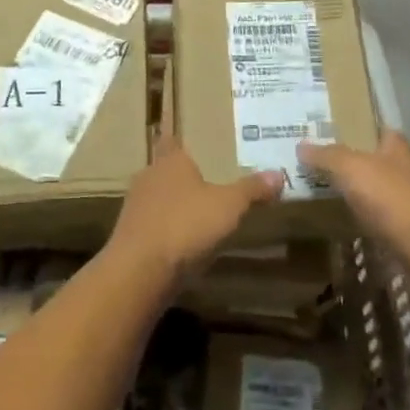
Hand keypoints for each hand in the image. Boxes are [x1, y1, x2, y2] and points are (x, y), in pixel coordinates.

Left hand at [108, 136, 282, 277]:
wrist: (140, 270)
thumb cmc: (186, 224)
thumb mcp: (229, 205)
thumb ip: (252, 189)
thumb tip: (279, 174)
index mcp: (170, 161)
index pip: (171, 140)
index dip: (180, 140)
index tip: (191, 141)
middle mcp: (148, 177)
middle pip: (165, 170)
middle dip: (182, 176)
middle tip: (206, 180)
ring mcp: (135, 208)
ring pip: (157, 198)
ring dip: (173, 205)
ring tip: (197, 212)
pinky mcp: (130, 236)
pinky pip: (153, 225)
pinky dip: (166, 229)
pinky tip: (183, 242)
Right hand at [296, 132, 409, 252]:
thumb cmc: (392, 199)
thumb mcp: (351, 169)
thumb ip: (327, 156)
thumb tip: (302, 145)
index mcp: (399, 150)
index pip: (381, 131)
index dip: (361, 131)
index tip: (336, 136)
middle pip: (384, 163)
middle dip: (361, 167)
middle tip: (327, 172)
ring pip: (388, 195)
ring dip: (368, 199)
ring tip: (336, 202)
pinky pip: (390, 224)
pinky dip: (375, 225)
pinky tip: (357, 231)